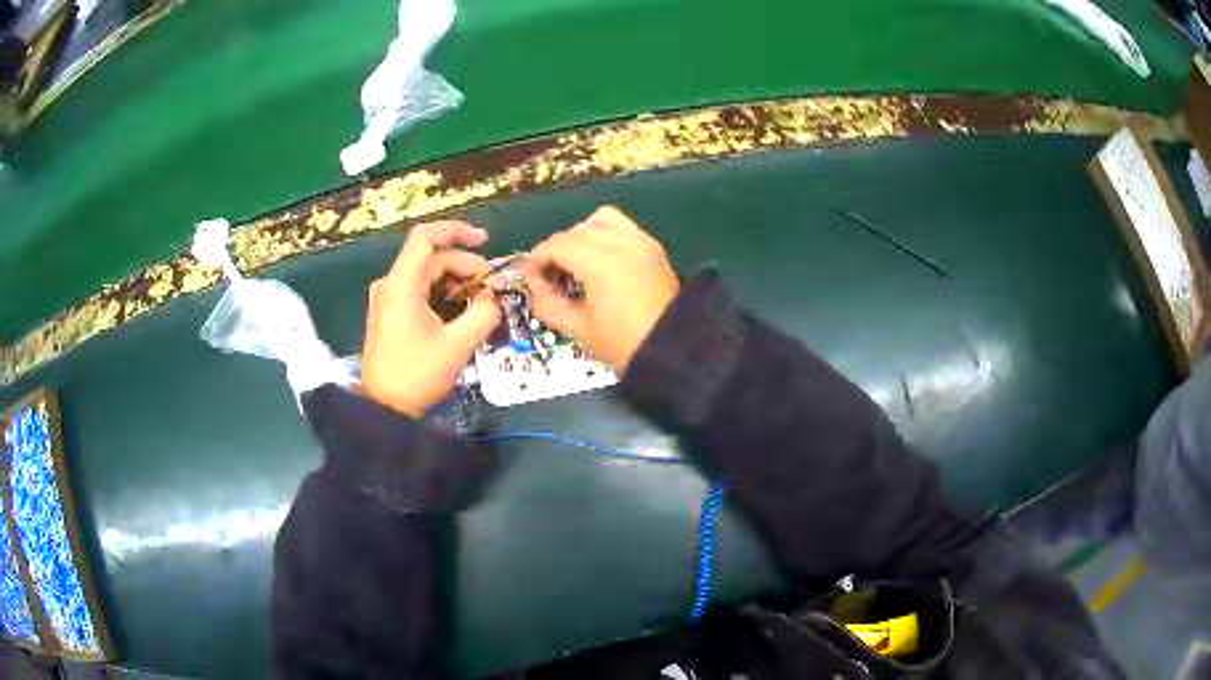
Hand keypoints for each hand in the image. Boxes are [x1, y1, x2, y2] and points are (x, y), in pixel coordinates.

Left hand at [362, 221, 501, 417]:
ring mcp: (388, 298)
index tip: (485, 241)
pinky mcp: (390, 313)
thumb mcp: (457, 344)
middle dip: (465, 267)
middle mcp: (390, 284)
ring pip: (427, 275)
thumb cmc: (417, 374)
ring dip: (456, 282)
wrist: (384, 408)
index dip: (457, 231)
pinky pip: (419, 291)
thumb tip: (494, 297)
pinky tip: (461, 311)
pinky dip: (442, 294)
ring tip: (480, 302)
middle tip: (491, 289)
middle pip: (431, 258)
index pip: (426, 236)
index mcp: (401, 284)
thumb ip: (482, 313)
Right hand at [522, 206, 678, 370]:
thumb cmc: (624, 343)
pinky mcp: (653, 247)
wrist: (675, 349)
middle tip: (551, 275)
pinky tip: (603, 259)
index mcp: (598, 261)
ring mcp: (640, 241)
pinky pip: (623, 226)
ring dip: (581, 234)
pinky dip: (606, 234)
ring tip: (577, 261)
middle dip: (556, 249)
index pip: (556, 245)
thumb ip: (549, 305)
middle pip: (575, 231)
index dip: (536, 260)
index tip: (531, 279)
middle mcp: (619, 242)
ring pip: (600, 220)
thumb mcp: (579, 329)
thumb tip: (537, 289)